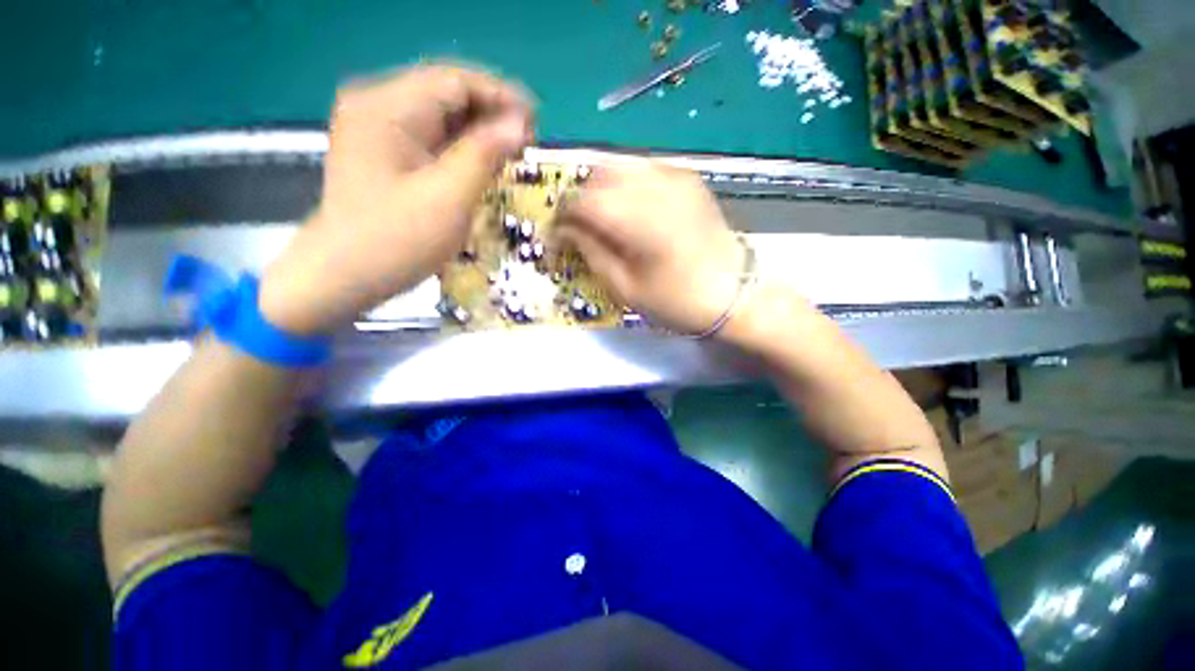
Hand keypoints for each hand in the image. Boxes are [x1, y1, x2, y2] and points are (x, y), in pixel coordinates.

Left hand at [259, 65, 533, 334]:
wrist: (343, 274)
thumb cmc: (397, 240)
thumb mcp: (449, 197)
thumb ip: (484, 154)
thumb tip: (520, 124)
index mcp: (387, 108)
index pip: (454, 82)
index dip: (500, 95)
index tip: (536, 120)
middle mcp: (377, 105)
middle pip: (446, 94)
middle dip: (491, 113)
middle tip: (528, 140)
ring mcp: (377, 129)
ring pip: (440, 116)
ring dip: (479, 130)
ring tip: (513, 151)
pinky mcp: (383, 152)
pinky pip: (430, 137)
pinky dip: (461, 147)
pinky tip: (483, 162)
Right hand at [558, 164, 745, 335]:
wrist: (733, 293)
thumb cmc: (677, 301)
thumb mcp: (626, 288)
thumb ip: (592, 252)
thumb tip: (567, 231)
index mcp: (640, 221)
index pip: (582, 201)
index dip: (562, 216)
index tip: (557, 236)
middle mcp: (656, 187)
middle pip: (598, 175)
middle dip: (580, 200)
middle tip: (579, 228)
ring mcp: (675, 176)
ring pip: (619, 165)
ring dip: (601, 188)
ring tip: (602, 218)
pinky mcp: (687, 177)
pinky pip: (643, 167)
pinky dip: (626, 182)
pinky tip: (629, 206)